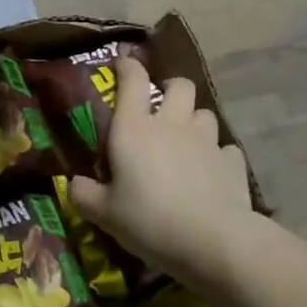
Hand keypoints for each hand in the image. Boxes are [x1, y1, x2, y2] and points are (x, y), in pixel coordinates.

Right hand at [67, 55, 254, 293]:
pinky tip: (211, 172)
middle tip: (161, 108)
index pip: (132, 79)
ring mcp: (206, 140)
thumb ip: (85, 195)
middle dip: (170, 89)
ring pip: (204, 113)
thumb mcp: (105, 214)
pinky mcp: (232, 162)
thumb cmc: (149, 220)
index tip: (122, 65)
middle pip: (179, 85)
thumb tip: (74, 184)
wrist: (212, 241)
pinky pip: (225, 149)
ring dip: (194, 121)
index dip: (127, 67)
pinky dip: (217, 155)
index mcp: (134, 128)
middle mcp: (171, 124)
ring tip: (186, 141)